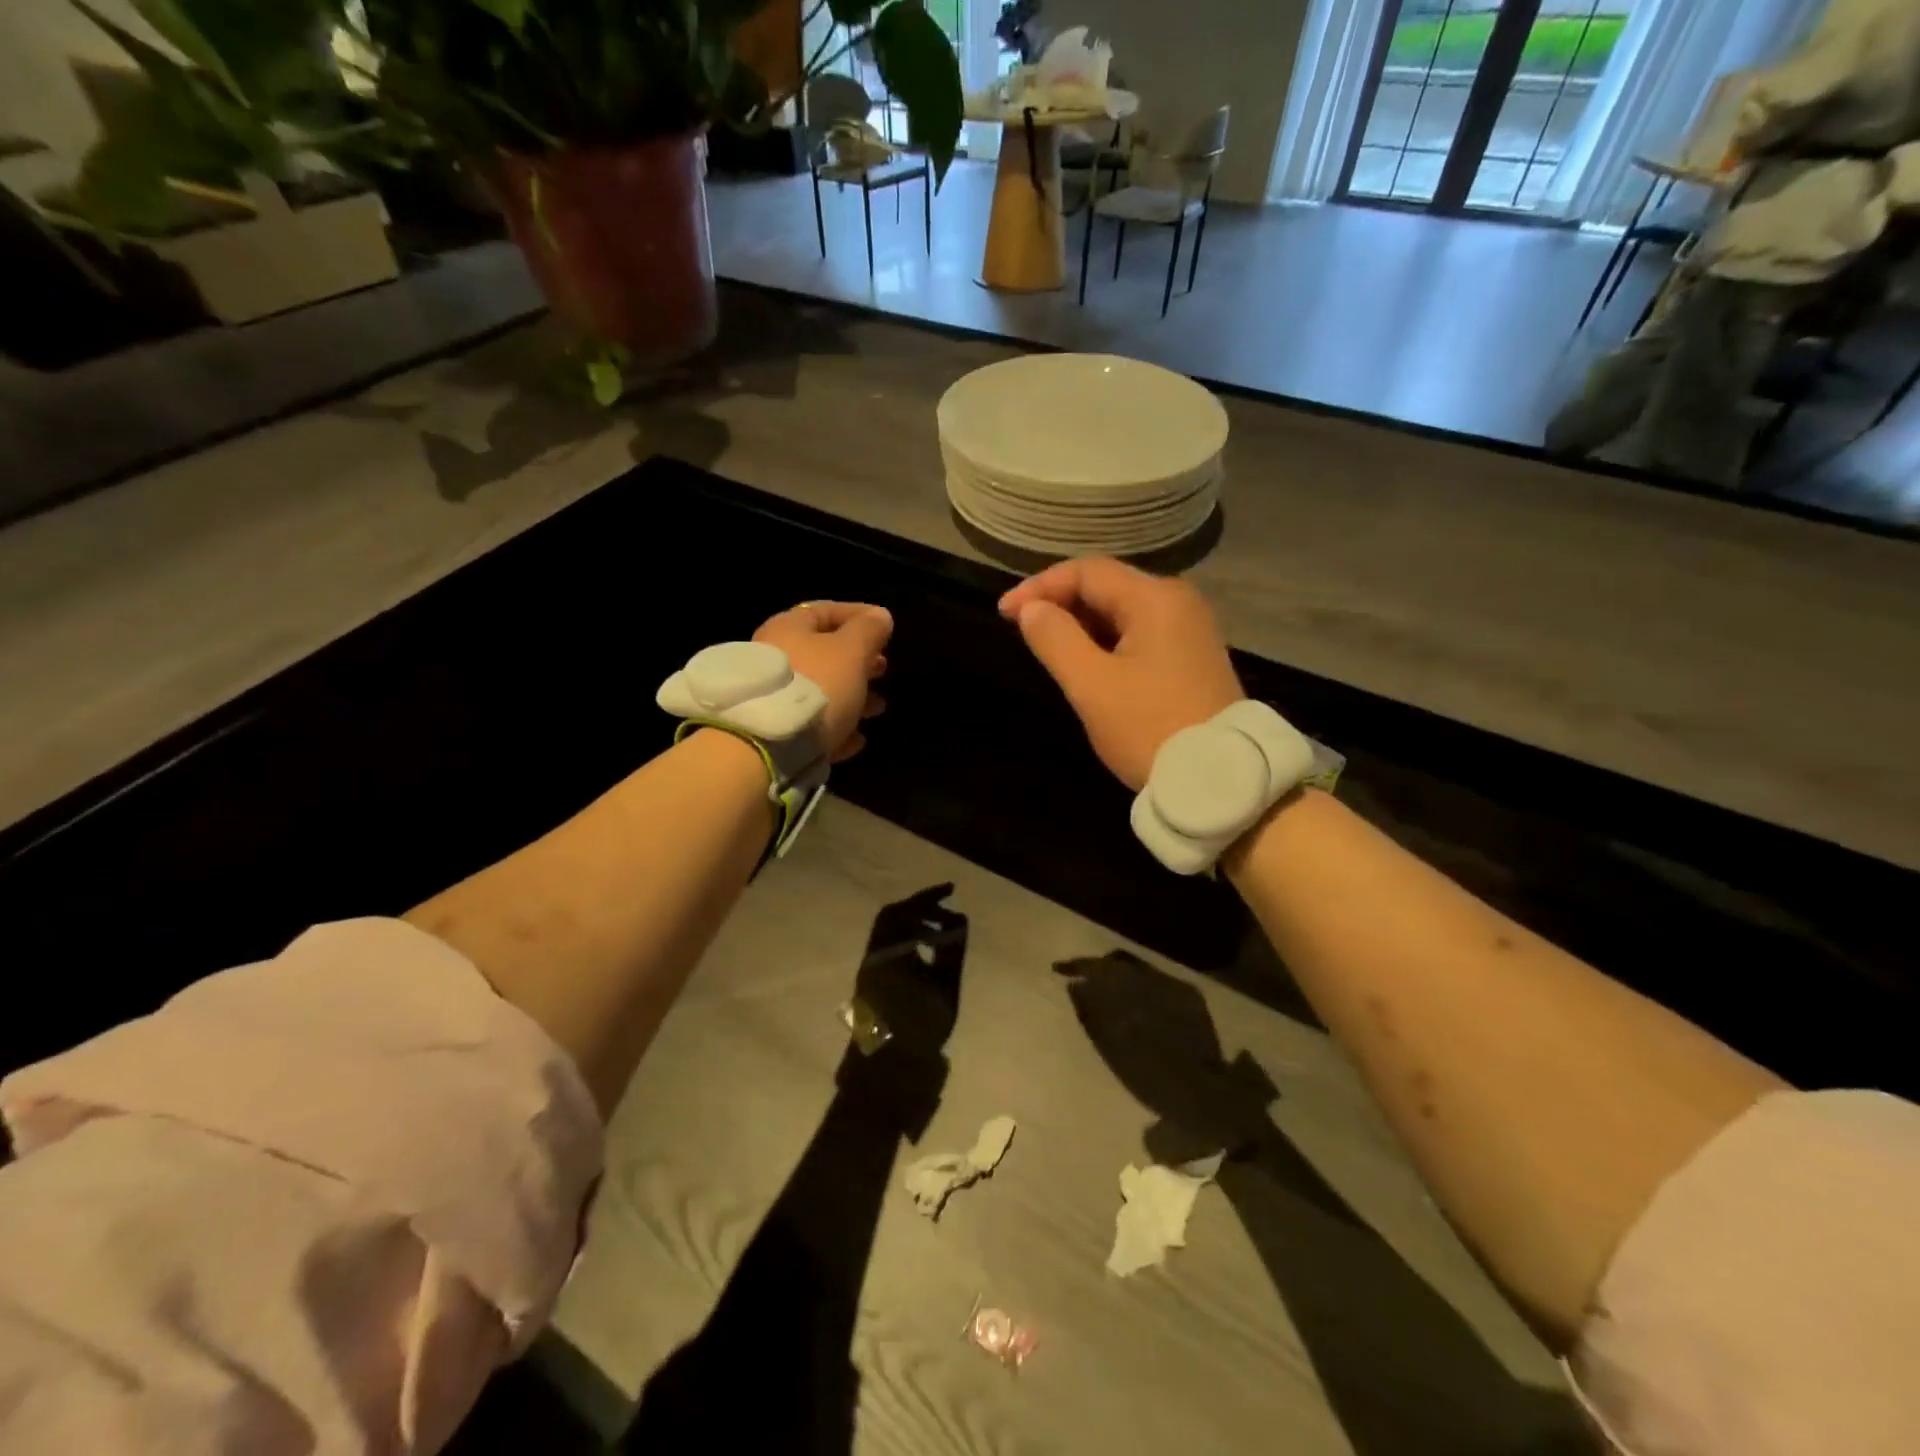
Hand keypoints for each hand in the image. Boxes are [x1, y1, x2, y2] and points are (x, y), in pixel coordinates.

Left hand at [753, 601, 891, 761]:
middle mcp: (776, 656)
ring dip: (853, 696)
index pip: (826, 610)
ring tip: (878, 708)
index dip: (859, 615)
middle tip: (883, 669)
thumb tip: (880, 616)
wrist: (771, 744)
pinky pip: (812, 723)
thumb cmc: (818, 684)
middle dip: (859, 660)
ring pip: (821, 690)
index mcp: (789, 628)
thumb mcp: (851, 651)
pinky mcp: (775, 730)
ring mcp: (773, 696)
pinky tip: (856, 739)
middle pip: (824, 652)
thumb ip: (868, 631)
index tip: (886, 627)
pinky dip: (837, 726)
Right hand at [1000, 559, 1243, 790]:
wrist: (1217, 781)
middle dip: (1060, 603)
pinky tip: (1087, 663)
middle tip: (1022, 630)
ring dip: (1081, 624)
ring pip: (1123, 612)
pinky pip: (1140, 634)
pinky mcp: (1192, 658)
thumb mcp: (1092, 685)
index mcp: (1155, 598)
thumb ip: (1055, 639)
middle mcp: (1178, 603)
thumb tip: (1031, 609)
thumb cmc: (1149, 728)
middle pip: (1107, 586)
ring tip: (1048, 648)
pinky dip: (1106, 641)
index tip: (1004, 613)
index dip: (1040, 587)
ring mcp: (1190, 630)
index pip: (1087, 572)